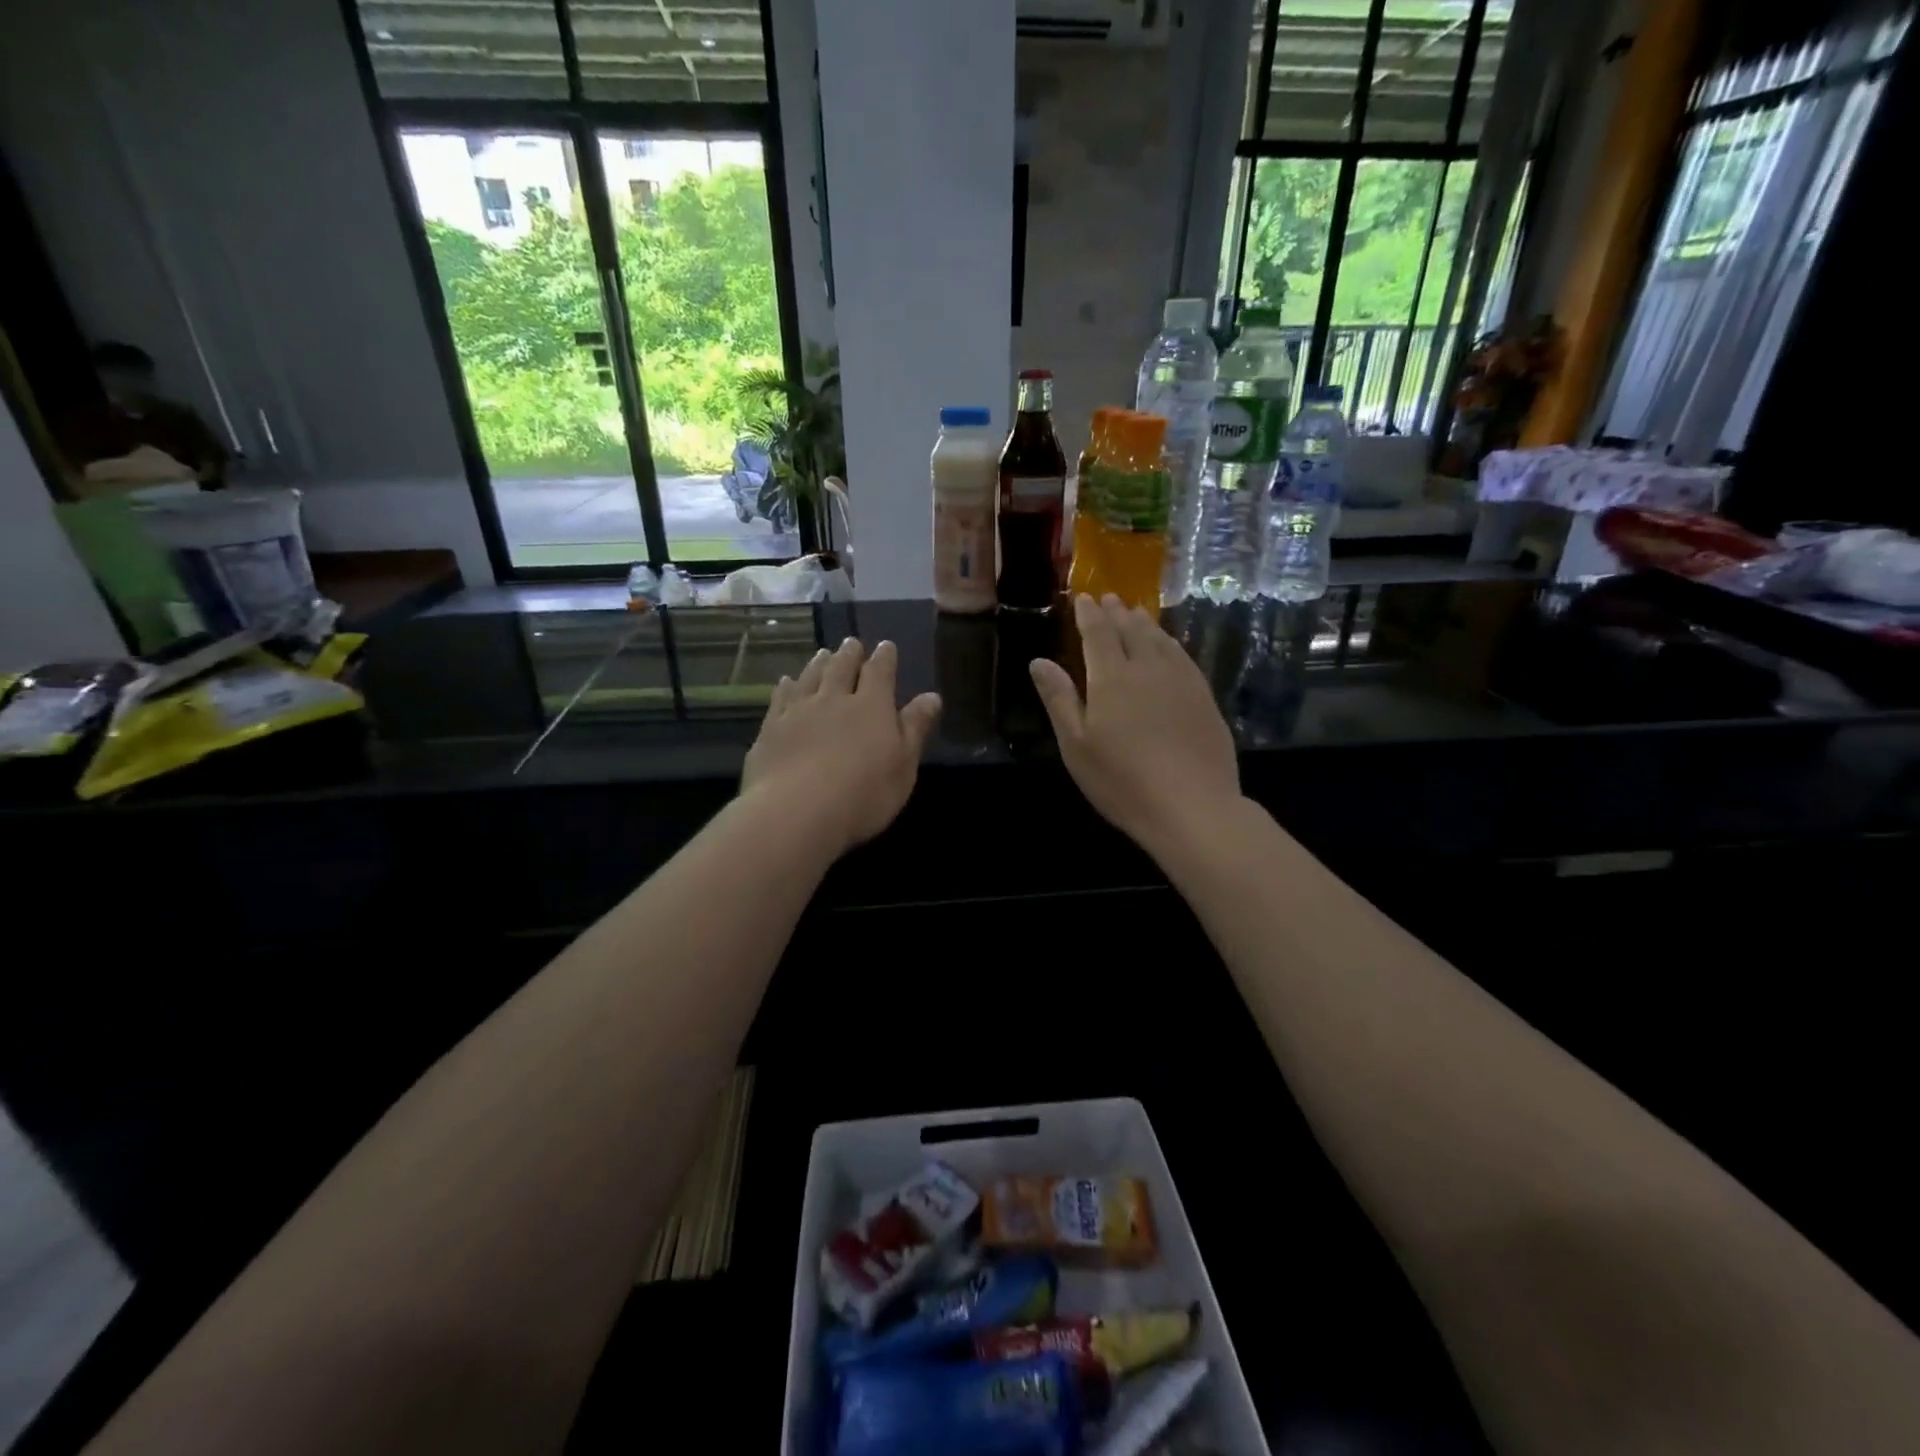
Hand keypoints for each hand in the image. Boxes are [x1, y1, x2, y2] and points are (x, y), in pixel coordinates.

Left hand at [742, 637, 942, 855]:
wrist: (795, 812)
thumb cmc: (863, 794)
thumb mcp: (903, 765)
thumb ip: (915, 728)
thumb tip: (932, 696)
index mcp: (871, 706)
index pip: (880, 673)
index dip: (884, 658)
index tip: (886, 646)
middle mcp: (834, 699)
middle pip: (841, 668)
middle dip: (850, 654)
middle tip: (851, 642)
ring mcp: (798, 711)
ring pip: (810, 677)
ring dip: (819, 663)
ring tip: (823, 653)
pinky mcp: (771, 729)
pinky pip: (780, 698)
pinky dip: (786, 686)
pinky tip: (786, 682)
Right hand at [1029, 595, 1242, 858]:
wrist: (1192, 806)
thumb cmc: (1122, 781)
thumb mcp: (1076, 745)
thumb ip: (1059, 699)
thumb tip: (1038, 661)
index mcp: (1111, 677)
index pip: (1098, 634)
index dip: (1089, 614)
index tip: (1083, 598)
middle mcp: (1148, 668)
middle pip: (1131, 630)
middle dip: (1117, 612)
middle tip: (1110, 598)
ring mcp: (1181, 680)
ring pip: (1160, 640)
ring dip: (1145, 623)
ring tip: (1136, 613)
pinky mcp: (1204, 697)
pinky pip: (1183, 656)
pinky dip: (1170, 642)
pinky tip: (1169, 646)